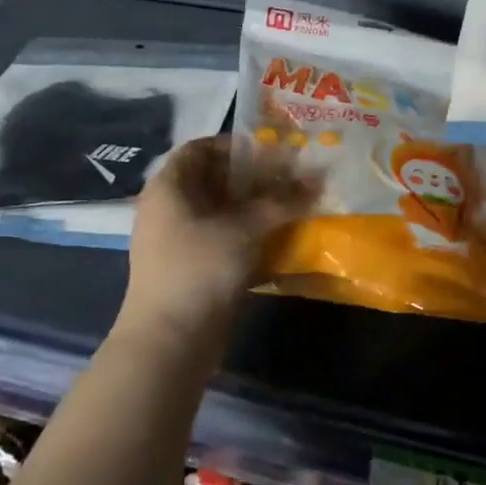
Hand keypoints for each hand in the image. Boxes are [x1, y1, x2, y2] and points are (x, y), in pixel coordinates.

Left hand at [118, 135, 318, 345]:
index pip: (199, 148)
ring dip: (253, 207)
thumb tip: (318, 179)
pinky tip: (275, 237)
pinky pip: (219, 237)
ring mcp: (176, 239)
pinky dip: (245, 233)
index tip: (271, 151)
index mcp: (168, 186)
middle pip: (211, 179)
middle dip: (252, 177)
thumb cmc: (200, 268)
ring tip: (289, 205)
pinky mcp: (188, 266)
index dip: (235, 145)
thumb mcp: (245, 228)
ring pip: (218, 210)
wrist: (170, 339)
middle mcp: (167, 207)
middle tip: (289, 178)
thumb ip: (282, 201)